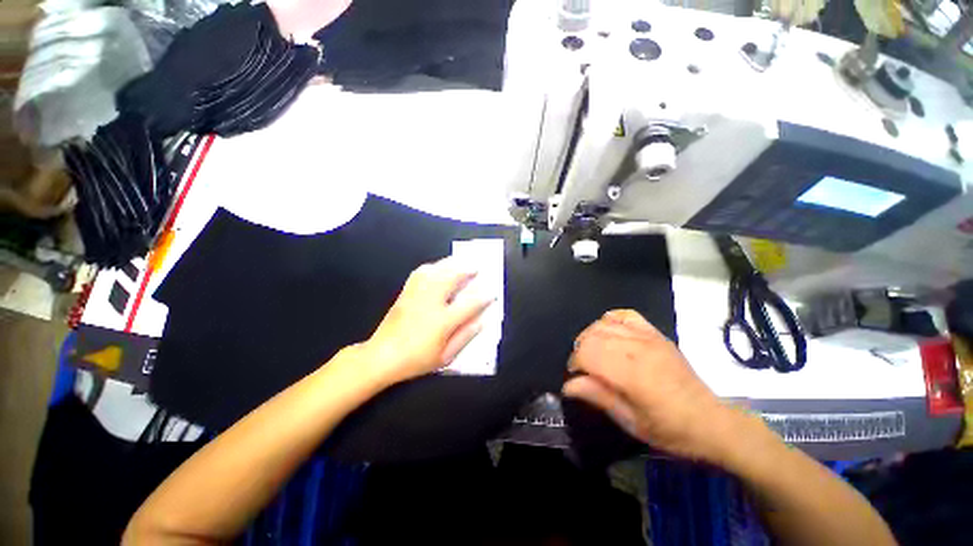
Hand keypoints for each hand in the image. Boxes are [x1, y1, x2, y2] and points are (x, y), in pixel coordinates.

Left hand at [361, 258, 493, 385]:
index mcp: (442, 321)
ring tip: (461, 261)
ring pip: (436, 271)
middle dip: (466, 270)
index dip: (483, 297)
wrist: (381, 356)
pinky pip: (420, 273)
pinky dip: (432, 267)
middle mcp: (430, 303)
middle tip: (477, 267)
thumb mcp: (445, 356)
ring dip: (451, 264)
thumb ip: (465, 336)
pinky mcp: (406, 293)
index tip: (492, 292)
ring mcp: (416, 295)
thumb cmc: (416, 360)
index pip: (469, 304)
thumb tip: (482, 321)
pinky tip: (438, 267)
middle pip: (451, 278)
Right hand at [564, 309, 743, 462]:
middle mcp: (637, 348)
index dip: (574, 364)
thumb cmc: (670, 429)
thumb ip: (598, 397)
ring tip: (594, 354)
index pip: (586, 353)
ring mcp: (647, 337)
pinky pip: (624, 315)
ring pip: (603, 324)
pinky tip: (609, 334)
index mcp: (631, 373)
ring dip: (590, 336)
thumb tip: (567, 385)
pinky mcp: (655, 333)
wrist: (712, 422)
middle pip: (591, 336)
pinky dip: (610, 321)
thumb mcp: (631, 421)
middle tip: (584, 371)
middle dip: (580, 351)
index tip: (576, 379)